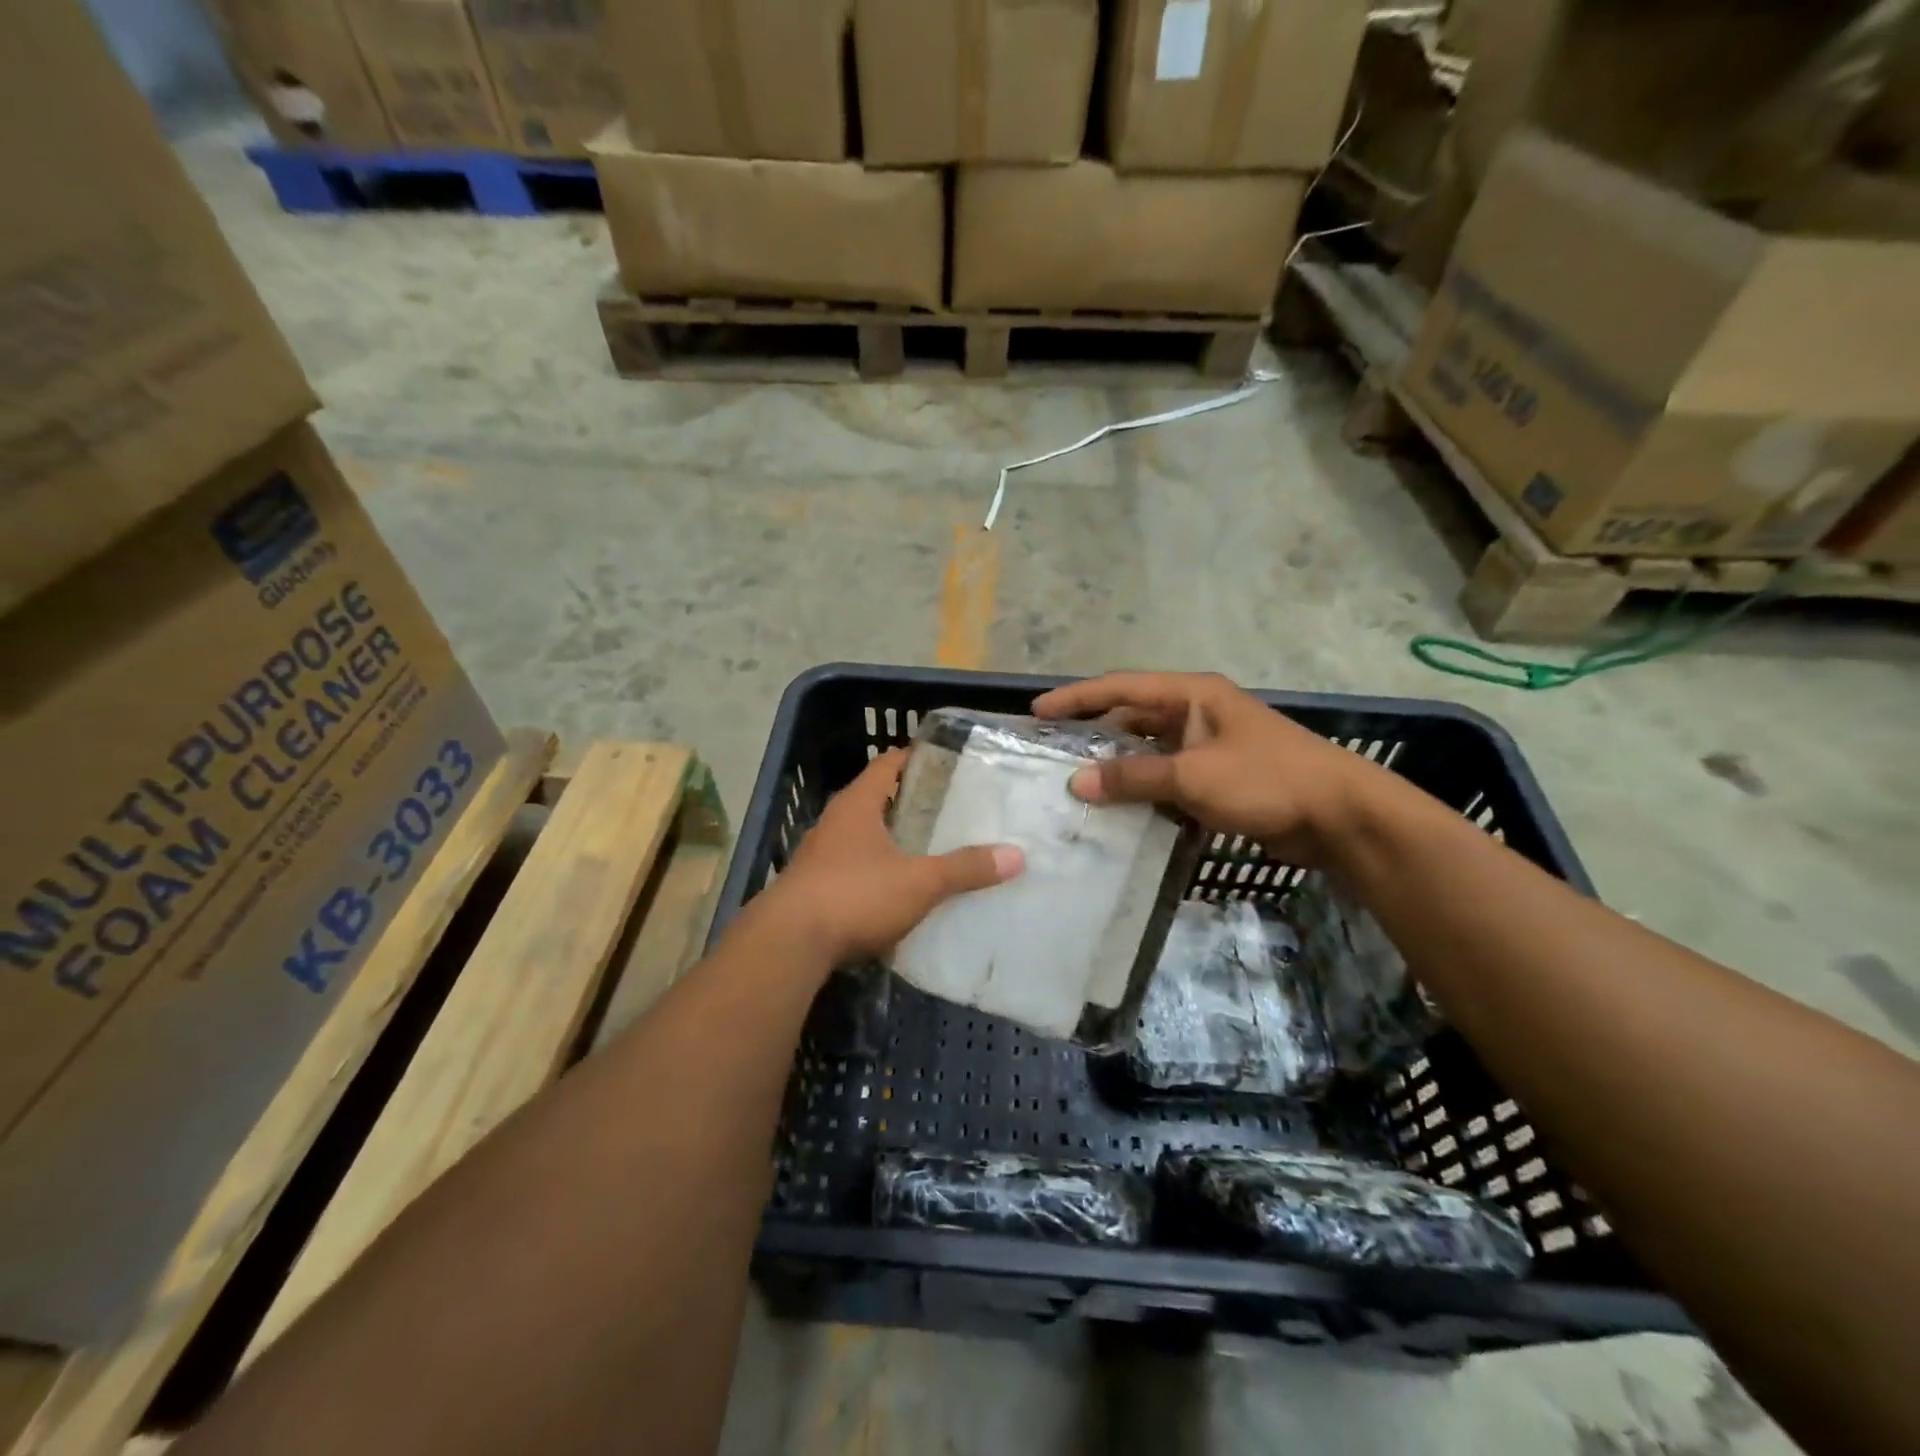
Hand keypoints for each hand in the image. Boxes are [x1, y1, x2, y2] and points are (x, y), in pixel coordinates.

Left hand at [747, 750, 1023, 967]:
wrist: (788, 945)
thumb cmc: (854, 895)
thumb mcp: (919, 882)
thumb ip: (965, 868)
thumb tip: (1016, 856)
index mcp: (857, 805)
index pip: (887, 764)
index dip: (915, 758)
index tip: (947, 763)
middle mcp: (834, 823)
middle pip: (875, 799)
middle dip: (909, 802)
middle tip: (950, 809)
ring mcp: (819, 856)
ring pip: (862, 836)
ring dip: (891, 839)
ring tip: (930, 848)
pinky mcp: (813, 889)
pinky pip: (852, 868)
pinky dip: (876, 870)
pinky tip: (898, 890)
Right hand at [1032, 671, 1382, 863]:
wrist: (1338, 815)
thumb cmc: (1266, 780)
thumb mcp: (1193, 775)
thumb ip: (1133, 777)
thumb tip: (1077, 782)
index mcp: (1191, 695)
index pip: (1121, 688)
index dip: (1077, 698)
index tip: (1037, 713)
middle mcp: (1195, 714)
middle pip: (1131, 718)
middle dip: (1092, 735)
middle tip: (1050, 755)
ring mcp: (1206, 747)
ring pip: (1146, 753)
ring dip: (1116, 768)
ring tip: (1074, 786)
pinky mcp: (1215, 779)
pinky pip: (1165, 780)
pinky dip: (1141, 792)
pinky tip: (1116, 811)